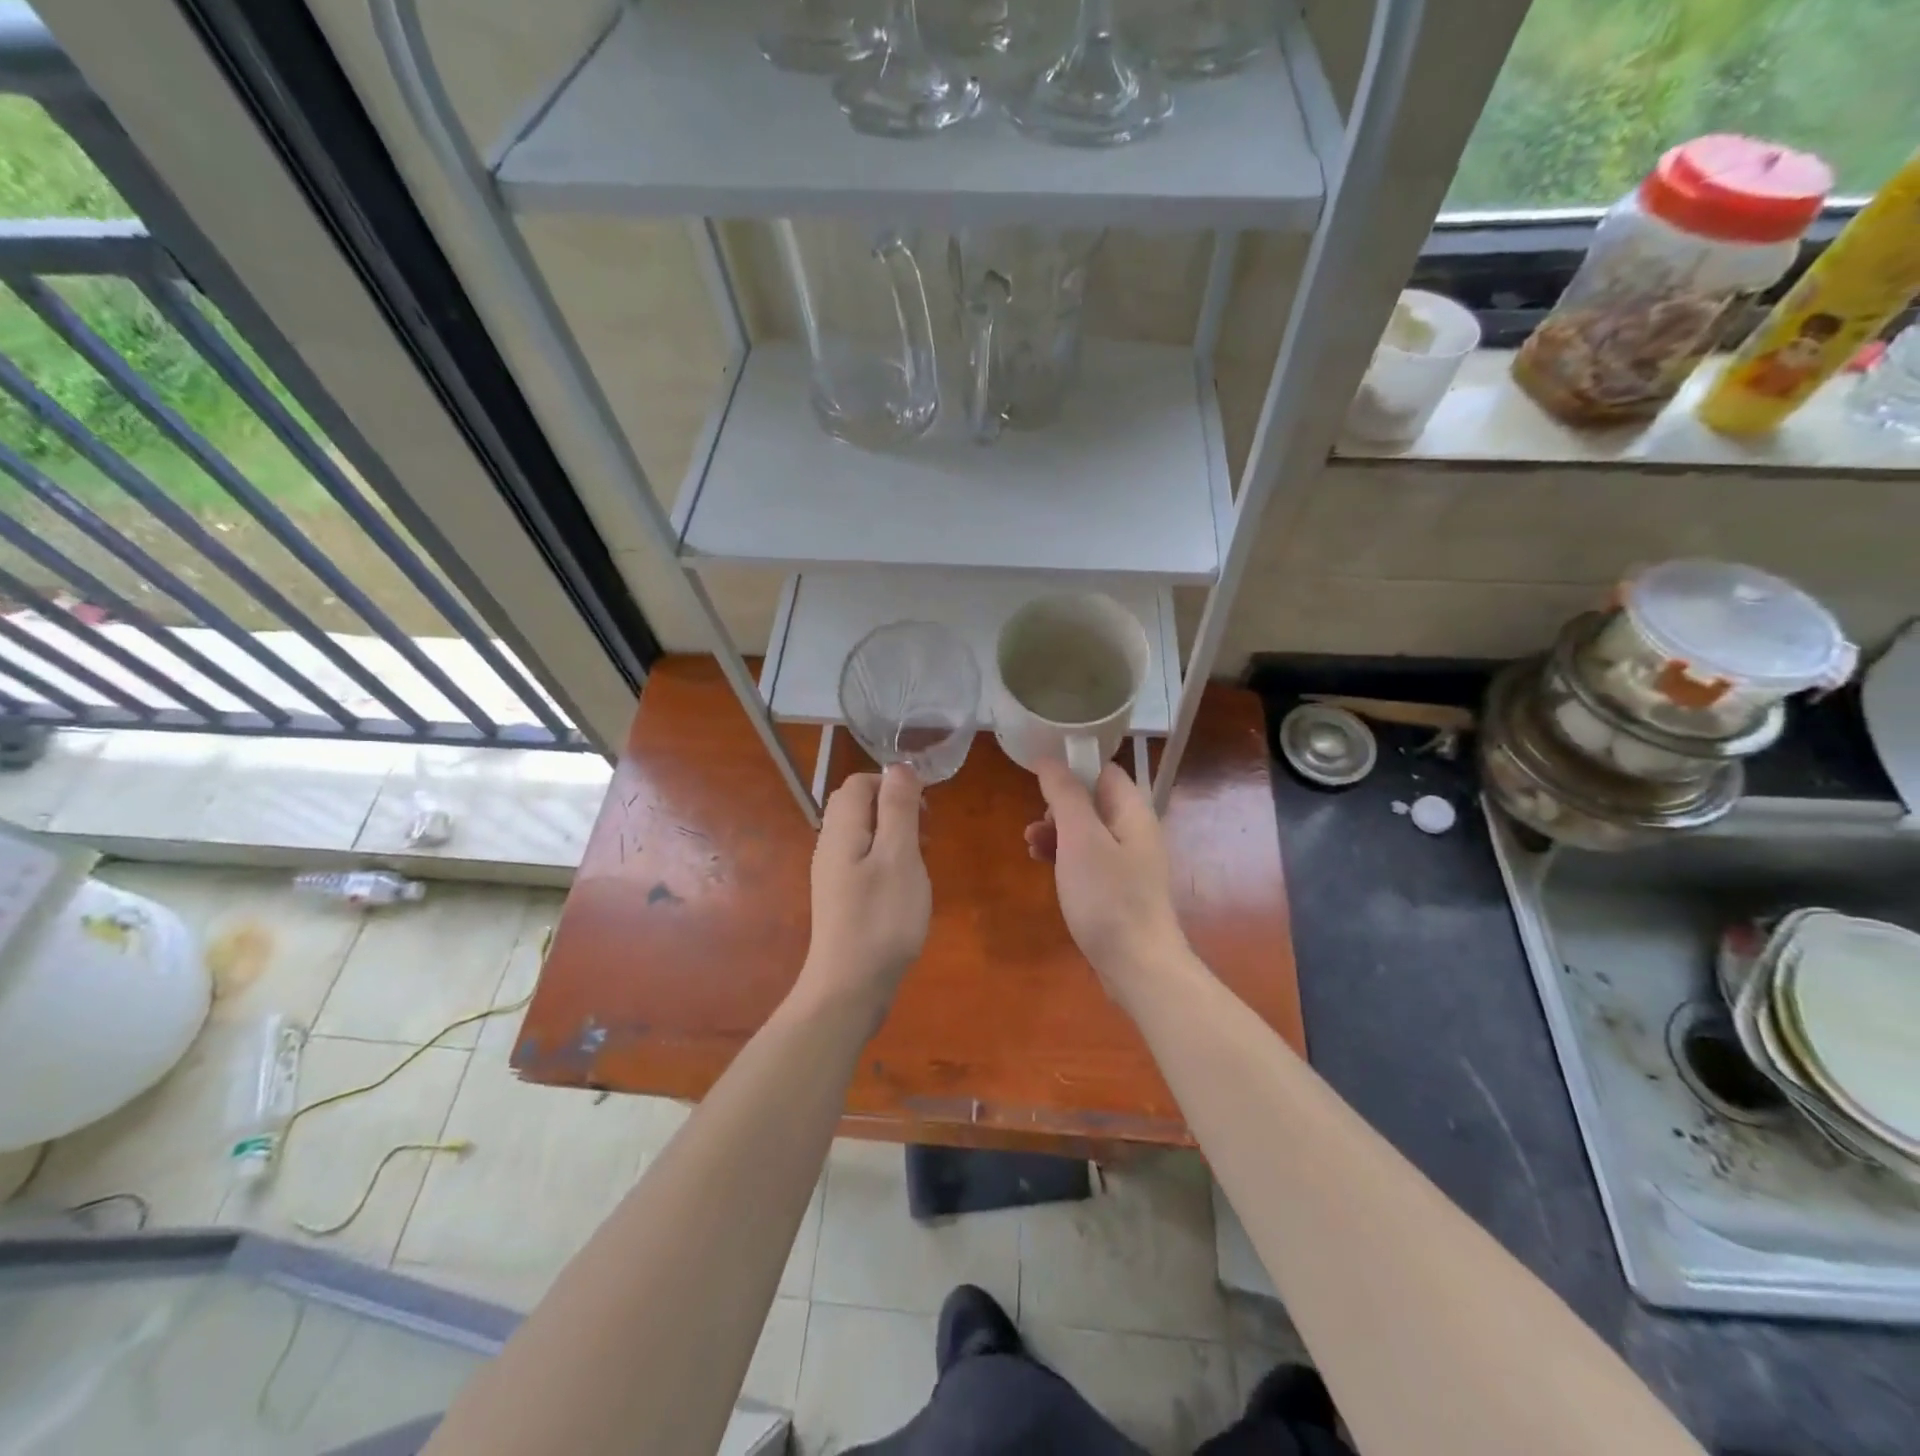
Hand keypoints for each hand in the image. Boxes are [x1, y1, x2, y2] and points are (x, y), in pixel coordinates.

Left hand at [797, 765, 930, 1013]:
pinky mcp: (840, 897)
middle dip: (895, 807)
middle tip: (926, 831)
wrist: (849, 986)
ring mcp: (832, 874)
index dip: (892, 784)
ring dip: (894, 834)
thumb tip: (899, 767)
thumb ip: (898, 809)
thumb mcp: (899, 856)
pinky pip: (863, 860)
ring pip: (863, 834)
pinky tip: (906, 884)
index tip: (925, 806)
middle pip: (858, 806)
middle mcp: (830, 846)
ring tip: (922, 857)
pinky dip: (887, 859)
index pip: (859, 783)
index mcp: (842, 830)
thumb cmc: (881, 918)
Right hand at [1025, 761, 1190, 1003]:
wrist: (1138, 966)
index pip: (1104, 771)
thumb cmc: (1108, 897)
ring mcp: (1128, 862)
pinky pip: (1088, 859)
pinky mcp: (1118, 888)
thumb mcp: (1080, 839)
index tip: (1038, 777)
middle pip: (1093, 801)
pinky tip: (1043, 866)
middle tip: (1037, 823)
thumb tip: (1049, 760)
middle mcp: (1135, 831)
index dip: (1072, 767)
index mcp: (1133, 812)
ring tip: (1030, 845)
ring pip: (1087, 831)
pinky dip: (1065, 856)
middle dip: (1059, 805)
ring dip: (1057, 832)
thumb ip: (1065, 795)